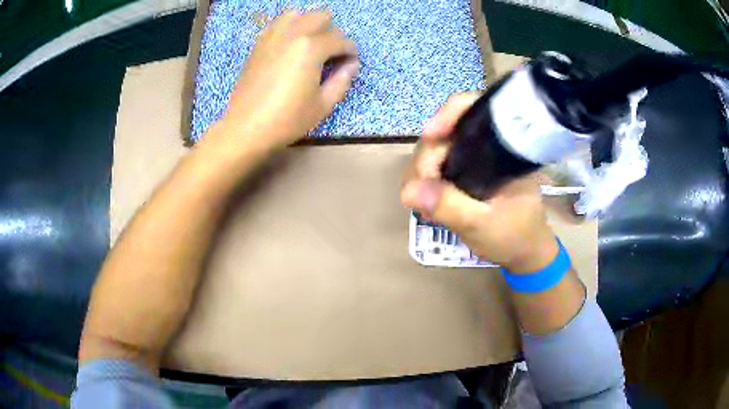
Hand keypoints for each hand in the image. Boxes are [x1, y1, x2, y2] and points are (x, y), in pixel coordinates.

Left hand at [217, 10, 358, 150]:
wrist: (246, 127)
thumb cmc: (287, 119)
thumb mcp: (323, 105)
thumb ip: (342, 80)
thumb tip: (351, 65)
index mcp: (311, 47)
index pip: (341, 39)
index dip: (351, 51)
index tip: (350, 62)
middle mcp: (293, 34)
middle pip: (321, 16)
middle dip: (332, 32)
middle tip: (330, 53)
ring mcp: (272, 36)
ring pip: (297, 14)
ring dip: (308, 24)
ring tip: (309, 44)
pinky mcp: (259, 44)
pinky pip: (277, 24)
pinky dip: (288, 28)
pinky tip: (289, 46)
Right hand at [401, 92, 558, 271]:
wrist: (525, 252)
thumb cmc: (514, 236)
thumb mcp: (482, 224)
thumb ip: (449, 206)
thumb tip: (408, 190)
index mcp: (503, 146)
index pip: (473, 109)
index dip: (449, 114)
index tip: (430, 135)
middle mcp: (487, 145)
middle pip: (446, 131)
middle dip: (426, 157)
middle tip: (420, 191)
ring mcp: (475, 158)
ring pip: (437, 149)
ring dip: (422, 172)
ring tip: (422, 202)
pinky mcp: (466, 172)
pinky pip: (437, 166)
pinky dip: (425, 181)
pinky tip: (426, 200)